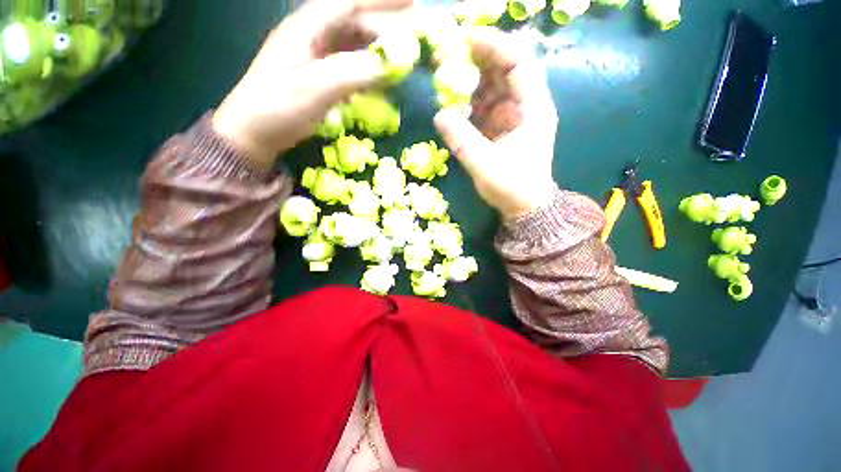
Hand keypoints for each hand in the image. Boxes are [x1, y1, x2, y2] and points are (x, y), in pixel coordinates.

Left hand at [213, 0, 413, 169]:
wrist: (253, 133)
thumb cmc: (278, 107)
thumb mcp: (317, 87)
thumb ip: (355, 72)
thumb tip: (393, 63)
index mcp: (307, 27)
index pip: (349, 2)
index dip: (380, 0)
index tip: (412, 3)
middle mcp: (311, 36)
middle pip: (353, 24)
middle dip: (383, 31)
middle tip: (409, 47)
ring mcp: (313, 58)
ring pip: (352, 46)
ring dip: (375, 53)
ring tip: (398, 65)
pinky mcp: (316, 78)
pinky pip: (347, 67)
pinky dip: (365, 72)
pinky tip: (376, 83)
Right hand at [434, 27, 558, 220]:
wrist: (524, 207)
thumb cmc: (512, 187)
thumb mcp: (486, 165)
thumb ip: (463, 140)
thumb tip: (439, 114)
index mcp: (533, 108)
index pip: (518, 61)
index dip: (493, 45)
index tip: (463, 39)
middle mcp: (525, 106)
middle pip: (503, 69)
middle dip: (476, 60)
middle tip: (445, 57)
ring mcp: (513, 116)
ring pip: (492, 87)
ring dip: (469, 82)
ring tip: (444, 81)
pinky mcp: (502, 128)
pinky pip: (485, 107)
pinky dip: (469, 103)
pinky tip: (454, 106)